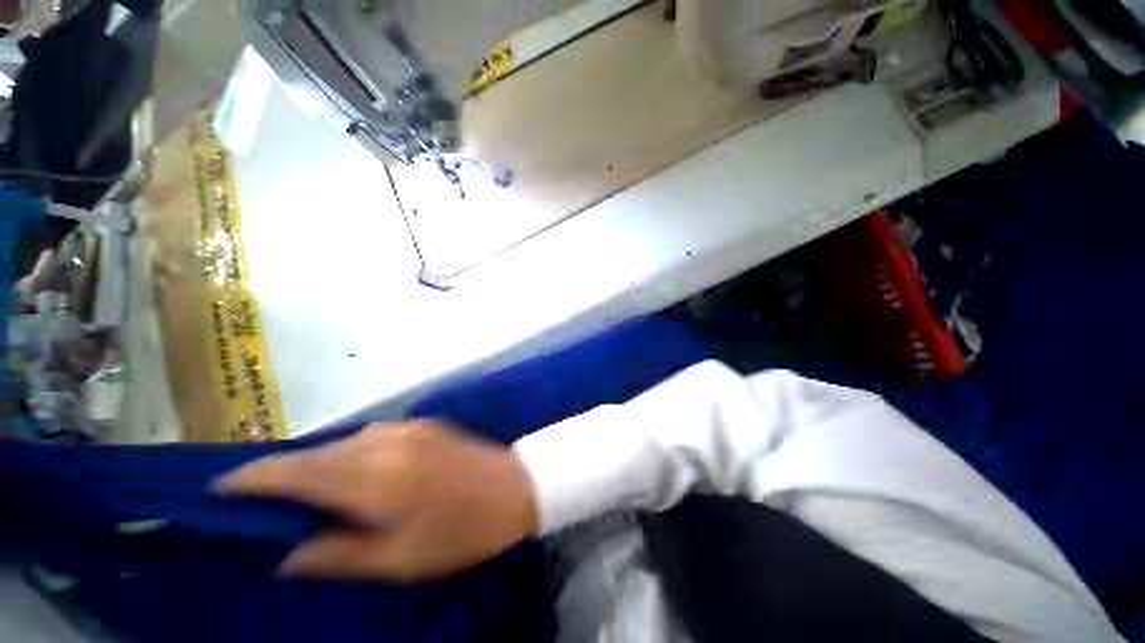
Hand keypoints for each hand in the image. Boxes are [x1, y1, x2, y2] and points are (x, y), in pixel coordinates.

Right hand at [215, 420, 538, 581]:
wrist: (515, 486)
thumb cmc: (460, 531)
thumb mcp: (397, 559)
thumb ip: (336, 554)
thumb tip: (286, 554)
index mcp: (372, 476)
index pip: (295, 472)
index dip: (252, 478)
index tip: (219, 488)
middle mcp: (384, 441)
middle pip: (316, 454)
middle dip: (281, 473)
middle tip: (258, 501)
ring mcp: (407, 427)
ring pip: (344, 444)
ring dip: (319, 465)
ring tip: (306, 495)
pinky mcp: (423, 424)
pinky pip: (371, 438)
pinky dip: (350, 455)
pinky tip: (355, 476)